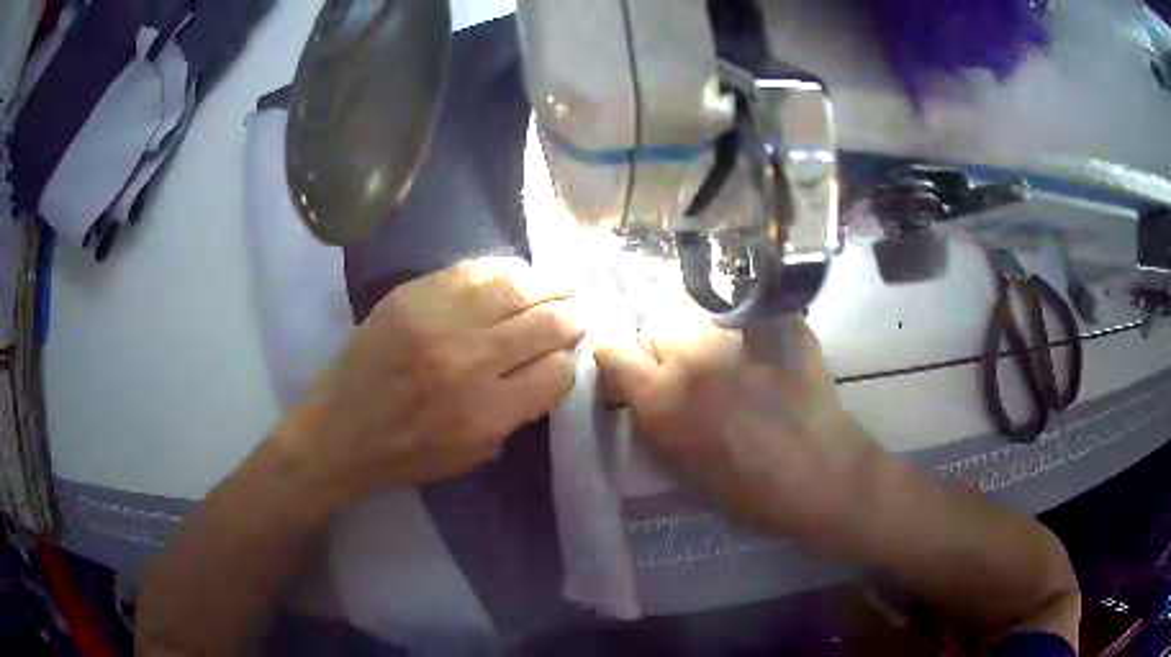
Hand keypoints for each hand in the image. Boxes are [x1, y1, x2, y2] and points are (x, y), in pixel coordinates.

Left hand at [279, 257, 584, 509]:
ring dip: (548, 286)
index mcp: (488, 413)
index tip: (567, 356)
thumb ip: (517, 415)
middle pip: (546, 324)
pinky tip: (516, 275)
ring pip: (517, 287)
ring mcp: (440, 321)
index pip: (558, 372)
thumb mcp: (473, 456)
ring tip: (558, 286)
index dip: (569, 362)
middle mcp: (471, 361)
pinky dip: (505, 270)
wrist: (339, 429)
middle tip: (575, 313)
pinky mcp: (413, 295)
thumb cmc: (407, 454)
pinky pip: (475, 270)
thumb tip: (550, 369)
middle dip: (571, 318)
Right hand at [595, 297, 879, 550]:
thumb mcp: (685, 470)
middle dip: (664, 343)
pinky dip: (747, 324)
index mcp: (663, 400)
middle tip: (687, 367)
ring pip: (701, 314)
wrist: (825, 477)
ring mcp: (738, 335)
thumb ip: (657, 426)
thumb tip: (645, 397)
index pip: (613, 351)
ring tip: (730, 358)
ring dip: (705, 333)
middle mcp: (692, 357)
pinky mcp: (777, 324)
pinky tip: (764, 350)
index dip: (617, 357)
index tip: (628, 365)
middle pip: (658, 323)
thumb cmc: (752, 493)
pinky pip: (747, 312)